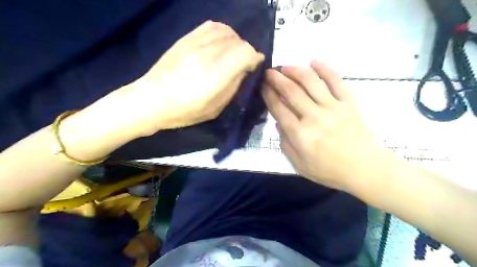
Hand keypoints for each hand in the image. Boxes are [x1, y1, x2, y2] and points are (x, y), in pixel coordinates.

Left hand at [94, 20, 263, 137]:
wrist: (152, 99)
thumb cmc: (185, 111)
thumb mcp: (216, 108)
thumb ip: (233, 87)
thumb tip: (244, 70)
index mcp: (217, 74)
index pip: (246, 53)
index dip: (255, 58)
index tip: (255, 65)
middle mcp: (208, 54)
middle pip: (238, 41)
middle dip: (246, 51)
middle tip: (242, 63)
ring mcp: (196, 43)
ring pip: (226, 31)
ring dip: (235, 41)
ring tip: (231, 53)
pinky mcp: (186, 38)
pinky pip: (211, 26)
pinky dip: (222, 32)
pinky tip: (219, 43)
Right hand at [263, 61, 392, 192]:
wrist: (365, 169)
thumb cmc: (330, 170)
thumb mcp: (299, 165)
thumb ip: (286, 144)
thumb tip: (279, 123)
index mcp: (300, 134)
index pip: (278, 108)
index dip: (268, 95)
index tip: (262, 86)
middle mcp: (313, 116)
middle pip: (291, 91)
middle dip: (277, 79)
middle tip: (269, 72)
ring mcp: (332, 107)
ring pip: (311, 82)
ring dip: (296, 71)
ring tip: (286, 66)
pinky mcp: (348, 102)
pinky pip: (336, 81)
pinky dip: (325, 69)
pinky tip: (314, 61)